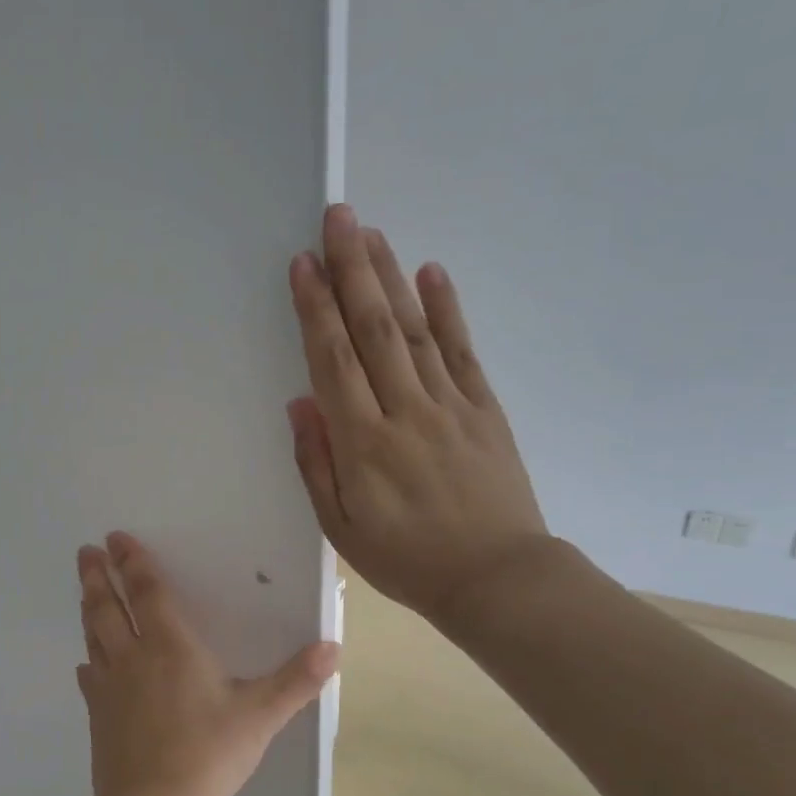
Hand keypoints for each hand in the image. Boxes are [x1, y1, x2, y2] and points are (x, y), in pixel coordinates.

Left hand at [75, 532, 338, 795]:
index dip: (132, 562)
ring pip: (94, 636)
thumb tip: (333, 647)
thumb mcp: (260, 715)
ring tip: (84, 590)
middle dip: (98, 576)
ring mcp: (110, 687)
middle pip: (108, 607)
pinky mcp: (98, 716)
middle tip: (85, 551)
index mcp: (169, 646)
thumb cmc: (208, 753)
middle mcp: (132, 657)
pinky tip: (86, 665)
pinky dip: (89, 664)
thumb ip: (296, 680)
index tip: (116, 538)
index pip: (147, 592)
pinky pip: (90, 679)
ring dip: (89, 608)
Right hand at [287, 203, 552, 626]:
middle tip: (337, 217)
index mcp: (363, 443)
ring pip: (414, 329)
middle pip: (374, 329)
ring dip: (390, 278)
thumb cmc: (406, 559)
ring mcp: (450, 405)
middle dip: (352, 270)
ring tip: (371, 234)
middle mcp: (405, 411)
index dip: (316, 309)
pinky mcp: (484, 409)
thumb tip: (300, 402)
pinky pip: (462, 351)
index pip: (333, 360)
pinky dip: (447, 309)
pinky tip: (431, 273)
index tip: (302, 264)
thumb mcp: (341, 527)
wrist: (495, 578)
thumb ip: (317, 463)